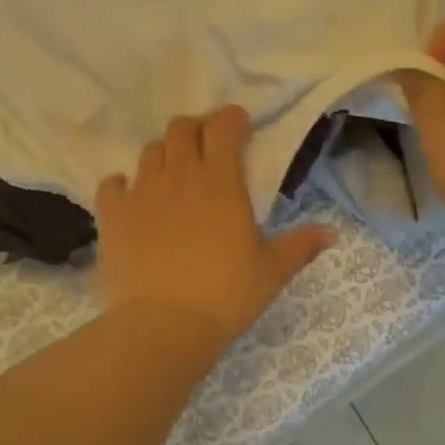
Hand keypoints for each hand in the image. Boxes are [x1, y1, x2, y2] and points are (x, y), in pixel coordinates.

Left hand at [96, 107, 334, 347]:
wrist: (164, 325)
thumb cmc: (226, 295)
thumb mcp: (271, 272)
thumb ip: (300, 246)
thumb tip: (332, 232)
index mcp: (220, 181)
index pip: (223, 127)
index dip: (232, 119)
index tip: (240, 128)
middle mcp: (179, 175)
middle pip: (181, 128)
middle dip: (196, 130)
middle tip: (206, 149)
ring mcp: (141, 192)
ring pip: (149, 151)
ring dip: (164, 154)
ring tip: (172, 176)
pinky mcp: (113, 214)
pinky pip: (112, 184)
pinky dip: (122, 185)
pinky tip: (131, 199)